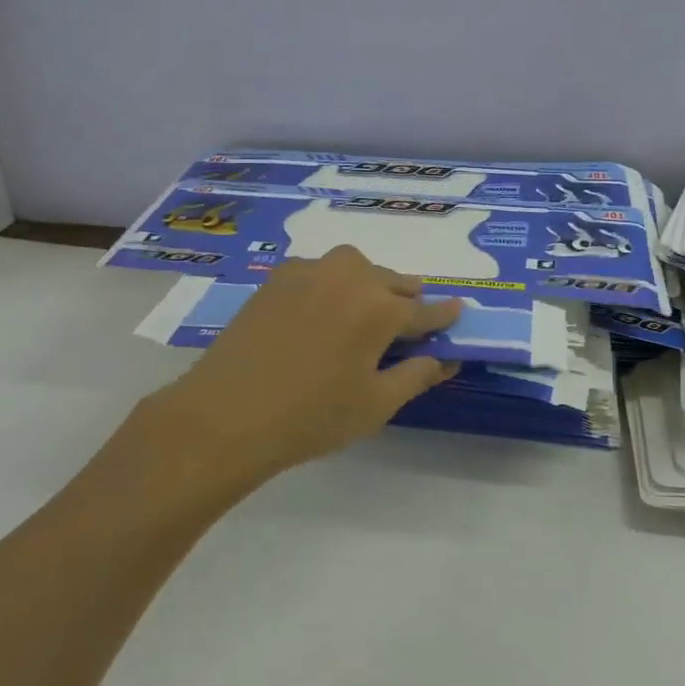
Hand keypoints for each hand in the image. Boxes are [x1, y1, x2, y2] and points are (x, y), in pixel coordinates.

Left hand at [137, 246, 462, 479]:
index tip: (458, 312)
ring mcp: (310, 273)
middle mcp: (349, 277)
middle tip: (410, 319)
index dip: (444, 315)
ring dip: (370, 283)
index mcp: (380, 308)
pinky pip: (320, 271)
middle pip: (392, 282)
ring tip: (367, 308)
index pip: (425, 310)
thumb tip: (446, 360)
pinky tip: (323, 308)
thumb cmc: (311, 417)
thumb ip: (416, 375)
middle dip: (407, 298)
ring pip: (356, 268)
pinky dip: (333, 283)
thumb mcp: (375, 405)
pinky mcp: (278, 278)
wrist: (226, 415)